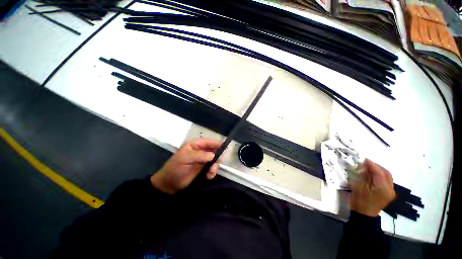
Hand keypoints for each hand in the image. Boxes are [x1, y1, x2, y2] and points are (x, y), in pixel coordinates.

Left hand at [150, 139, 220, 193]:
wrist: (169, 185)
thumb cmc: (175, 169)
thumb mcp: (185, 159)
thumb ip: (199, 156)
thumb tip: (213, 155)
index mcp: (194, 145)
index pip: (207, 142)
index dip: (215, 143)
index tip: (224, 146)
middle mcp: (199, 151)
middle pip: (213, 150)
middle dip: (216, 156)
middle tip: (217, 163)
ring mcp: (202, 160)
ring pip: (214, 159)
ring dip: (214, 166)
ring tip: (211, 173)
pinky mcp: (203, 169)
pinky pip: (212, 168)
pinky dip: (212, 171)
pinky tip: (209, 176)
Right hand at [350, 159, 395, 216]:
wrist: (364, 214)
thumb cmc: (359, 200)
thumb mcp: (359, 186)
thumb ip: (363, 175)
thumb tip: (365, 166)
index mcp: (382, 188)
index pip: (379, 172)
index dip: (372, 164)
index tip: (364, 159)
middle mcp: (390, 189)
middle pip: (386, 173)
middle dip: (377, 166)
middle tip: (367, 163)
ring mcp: (391, 192)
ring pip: (388, 176)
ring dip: (379, 170)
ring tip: (370, 168)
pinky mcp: (389, 193)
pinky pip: (387, 181)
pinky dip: (381, 176)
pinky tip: (373, 175)